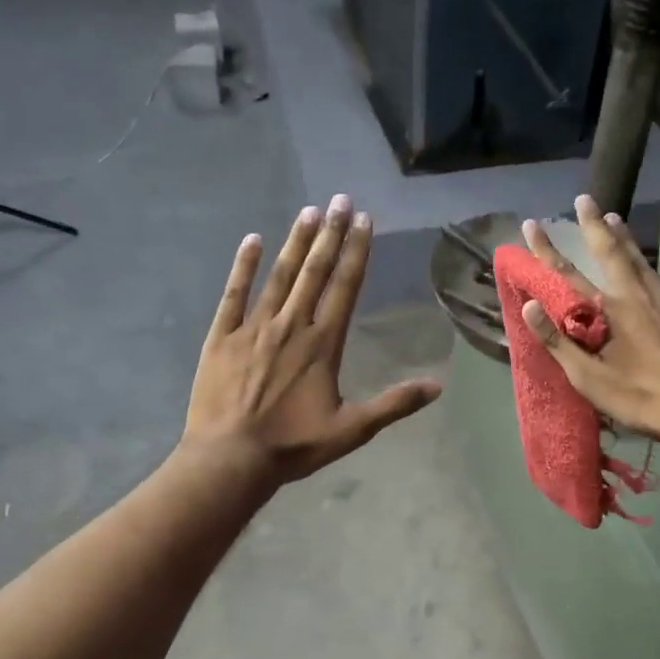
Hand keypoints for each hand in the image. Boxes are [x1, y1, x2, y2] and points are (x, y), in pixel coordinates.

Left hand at [184, 196, 441, 484]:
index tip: (364, 221)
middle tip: (340, 199)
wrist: (230, 459)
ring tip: (309, 211)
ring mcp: (253, 328)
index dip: (356, 252)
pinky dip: (243, 266)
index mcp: (322, 344)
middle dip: (330, 233)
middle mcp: (290, 326)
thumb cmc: (293, 446)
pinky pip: (234, 294)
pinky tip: (252, 240)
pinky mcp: (222, 337)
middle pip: (314, 272)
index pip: (344, 287)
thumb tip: (437, 386)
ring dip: (296, 242)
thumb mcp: (352, 430)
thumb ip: (394, 404)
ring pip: (279, 276)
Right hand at [519, 195, 659, 447]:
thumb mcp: (589, 378)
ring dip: (629, 239)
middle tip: (584, 198)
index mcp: (609, 314)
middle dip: (594, 227)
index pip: (569, 276)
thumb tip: (529, 306)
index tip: (531, 225)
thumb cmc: (641, 398)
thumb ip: (558, 342)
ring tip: (617, 216)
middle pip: (611, 255)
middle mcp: (637, 298)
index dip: (547, 251)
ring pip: (645, 263)